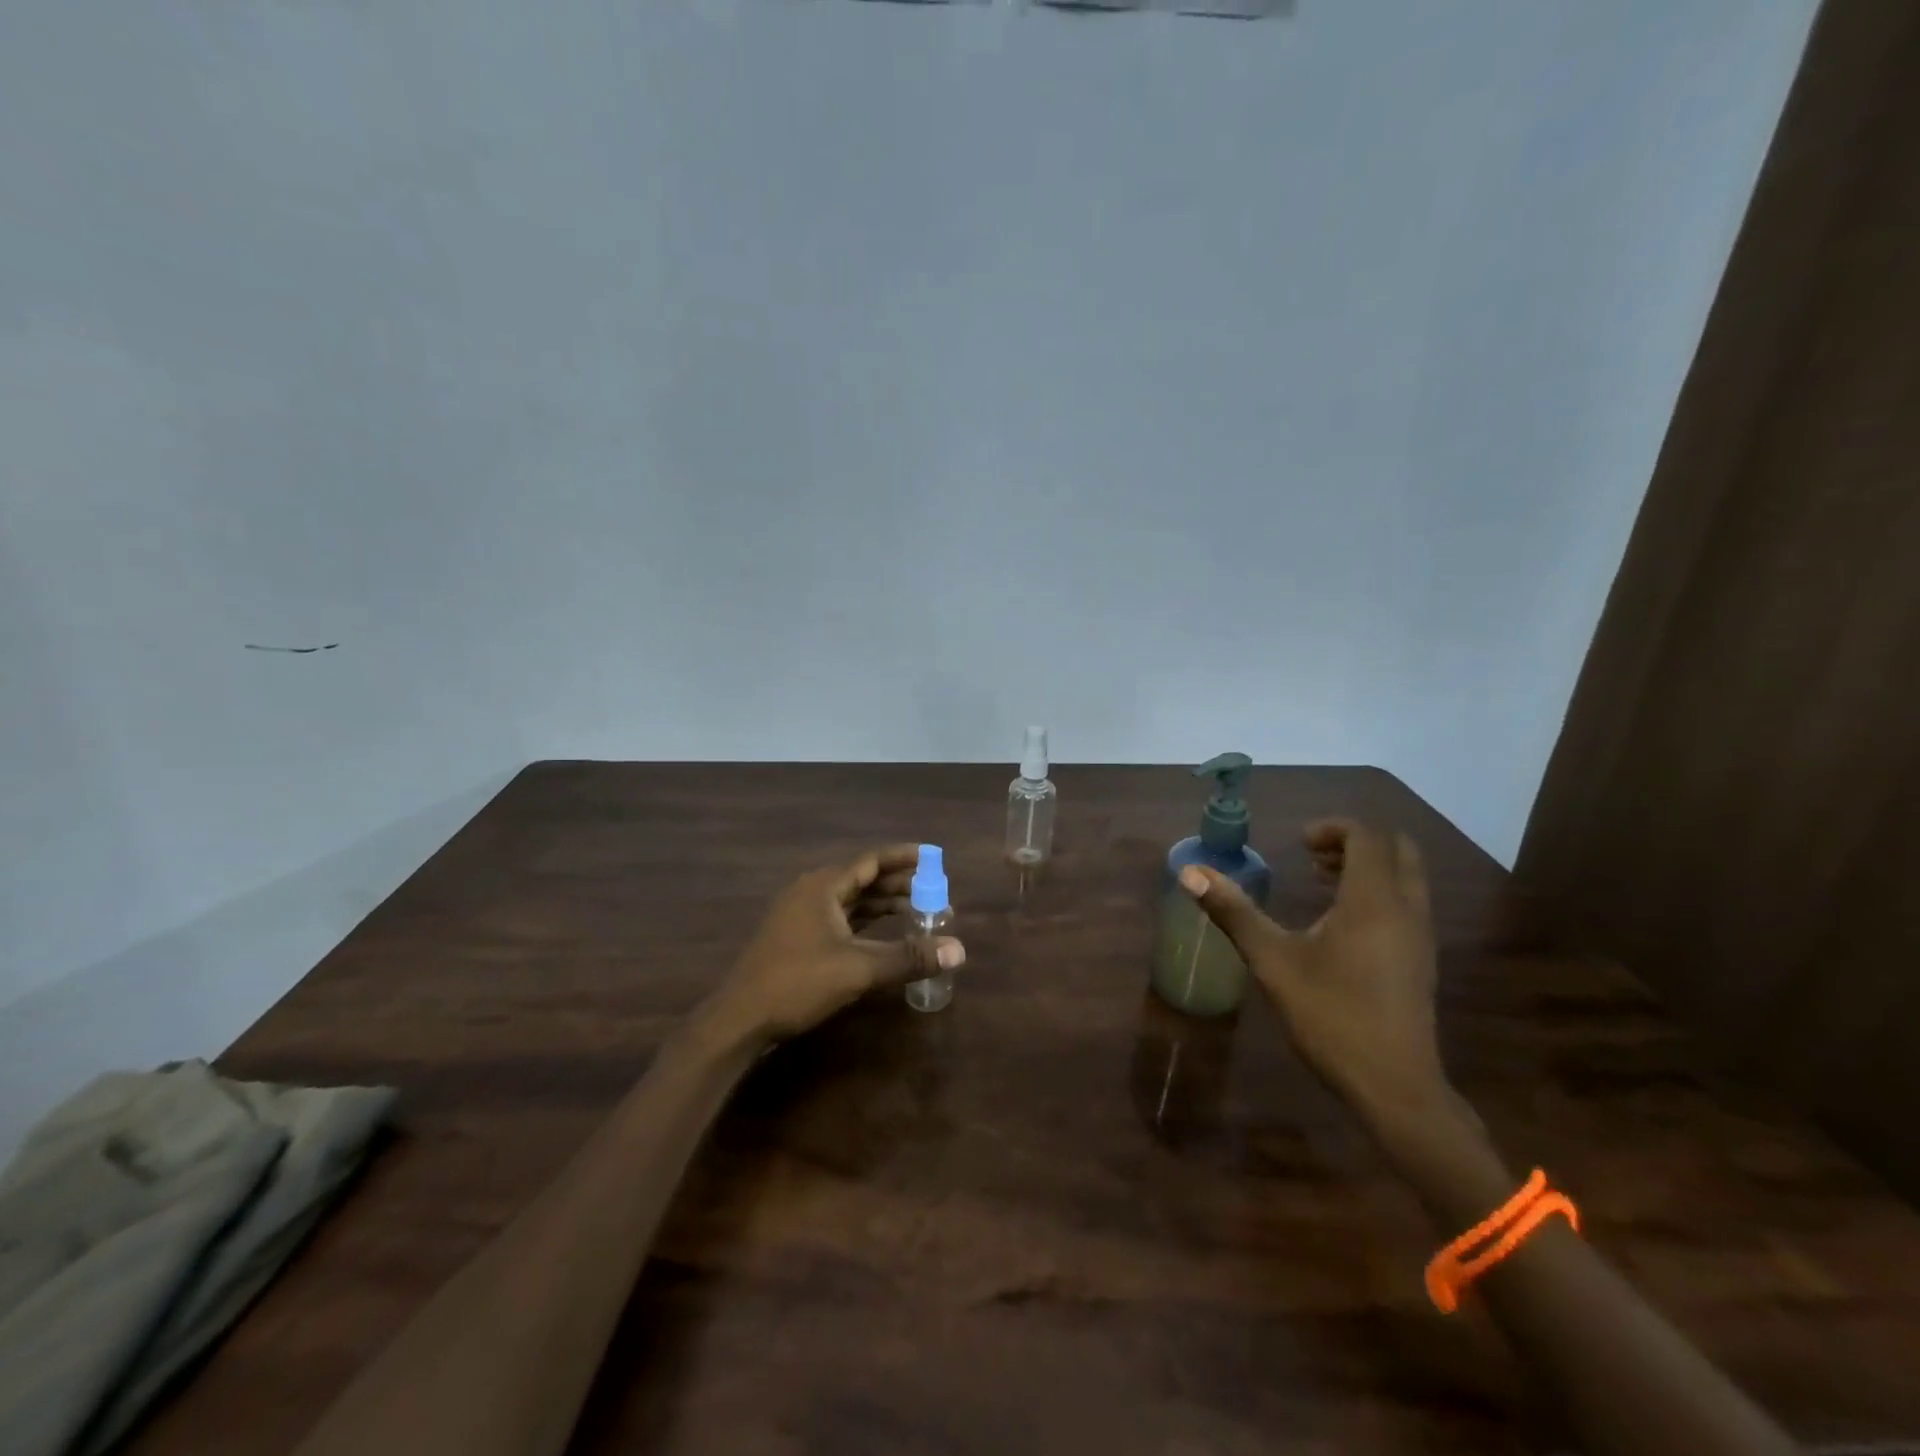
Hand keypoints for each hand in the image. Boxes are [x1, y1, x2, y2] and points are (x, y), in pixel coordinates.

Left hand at [707, 844, 965, 1043]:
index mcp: (823, 886)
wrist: (739, 1019)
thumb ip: (909, 957)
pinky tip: (885, 933)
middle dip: (899, 883)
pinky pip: (840, 918)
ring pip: (851, 900)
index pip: (871, 860)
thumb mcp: (859, 969)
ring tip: (918, 910)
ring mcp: (801, 915)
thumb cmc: (798, 983)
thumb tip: (959, 950)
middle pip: (863, 878)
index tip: (933, 855)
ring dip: (883, 904)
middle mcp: (811, 891)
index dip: (904, 857)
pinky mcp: (798, 937)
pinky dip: (866, 921)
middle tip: (934, 890)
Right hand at [1178, 819, 1449, 1129]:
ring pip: (1405, 876)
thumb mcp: (1272, 961)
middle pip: (1397, 848)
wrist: (1395, 1086)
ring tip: (1321, 881)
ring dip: (1367, 866)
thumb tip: (1190, 872)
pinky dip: (1378, 891)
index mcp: (1373, 900)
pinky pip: (1406, 902)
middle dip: (1354, 841)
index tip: (1297, 844)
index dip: (1332, 828)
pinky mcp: (1422, 958)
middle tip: (1312, 856)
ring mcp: (1421, 935)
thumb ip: (1233, 912)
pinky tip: (1340, 922)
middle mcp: (1406, 908)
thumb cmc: (1331, 1016)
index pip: (1367, 835)